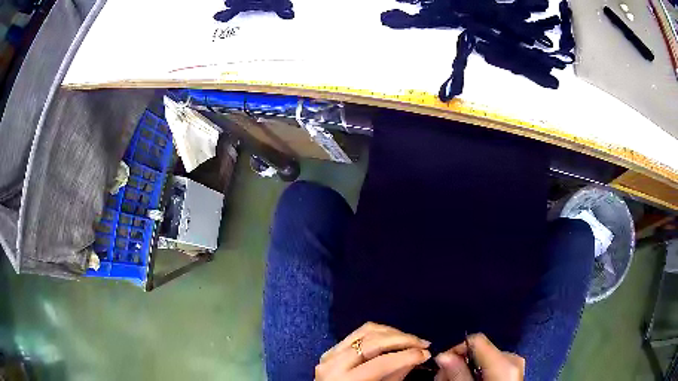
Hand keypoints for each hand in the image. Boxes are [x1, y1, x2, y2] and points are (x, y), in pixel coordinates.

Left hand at [315, 322, 431, 380]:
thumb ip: (396, 375)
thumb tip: (417, 355)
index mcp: (345, 379)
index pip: (380, 363)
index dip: (405, 356)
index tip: (426, 353)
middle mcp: (334, 362)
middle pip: (373, 341)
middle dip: (403, 340)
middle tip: (424, 343)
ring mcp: (330, 352)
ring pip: (367, 331)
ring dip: (393, 333)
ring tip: (412, 340)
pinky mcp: (332, 348)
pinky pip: (359, 332)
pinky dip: (380, 332)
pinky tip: (394, 337)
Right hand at [434, 333, 524, 380]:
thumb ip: (458, 373)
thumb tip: (442, 355)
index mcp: (504, 361)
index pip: (476, 340)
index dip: (455, 350)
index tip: (441, 366)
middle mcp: (512, 358)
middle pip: (478, 350)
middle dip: (458, 363)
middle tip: (442, 379)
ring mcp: (514, 365)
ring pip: (483, 359)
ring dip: (465, 369)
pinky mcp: (512, 372)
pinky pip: (491, 366)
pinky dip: (476, 373)